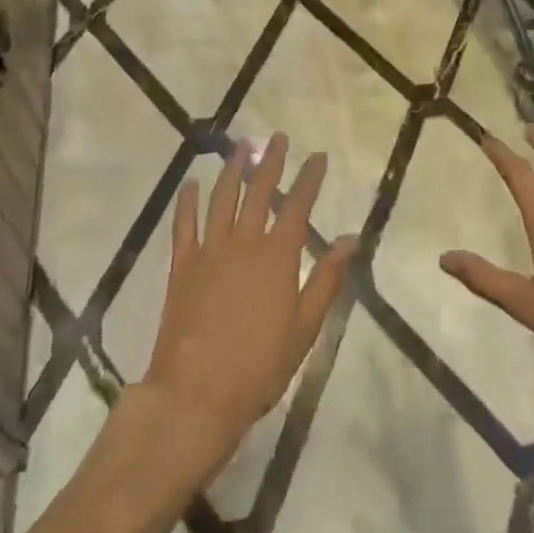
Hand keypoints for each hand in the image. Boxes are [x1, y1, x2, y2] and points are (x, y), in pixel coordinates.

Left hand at [136, 134, 355, 479]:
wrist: (196, 394)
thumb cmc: (258, 366)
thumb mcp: (304, 328)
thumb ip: (326, 279)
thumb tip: (351, 239)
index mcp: (277, 257)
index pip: (298, 205)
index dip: (309, 178)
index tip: (318, 156)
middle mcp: (244, 243)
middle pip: (259, 191)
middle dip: (270, 161)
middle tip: (277, 138)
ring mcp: (209, 251)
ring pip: (222, 198)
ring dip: (232, 169)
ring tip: (240, 147)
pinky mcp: (182, 265)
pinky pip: (184, 224)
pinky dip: (187, 201)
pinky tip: (191, 184)